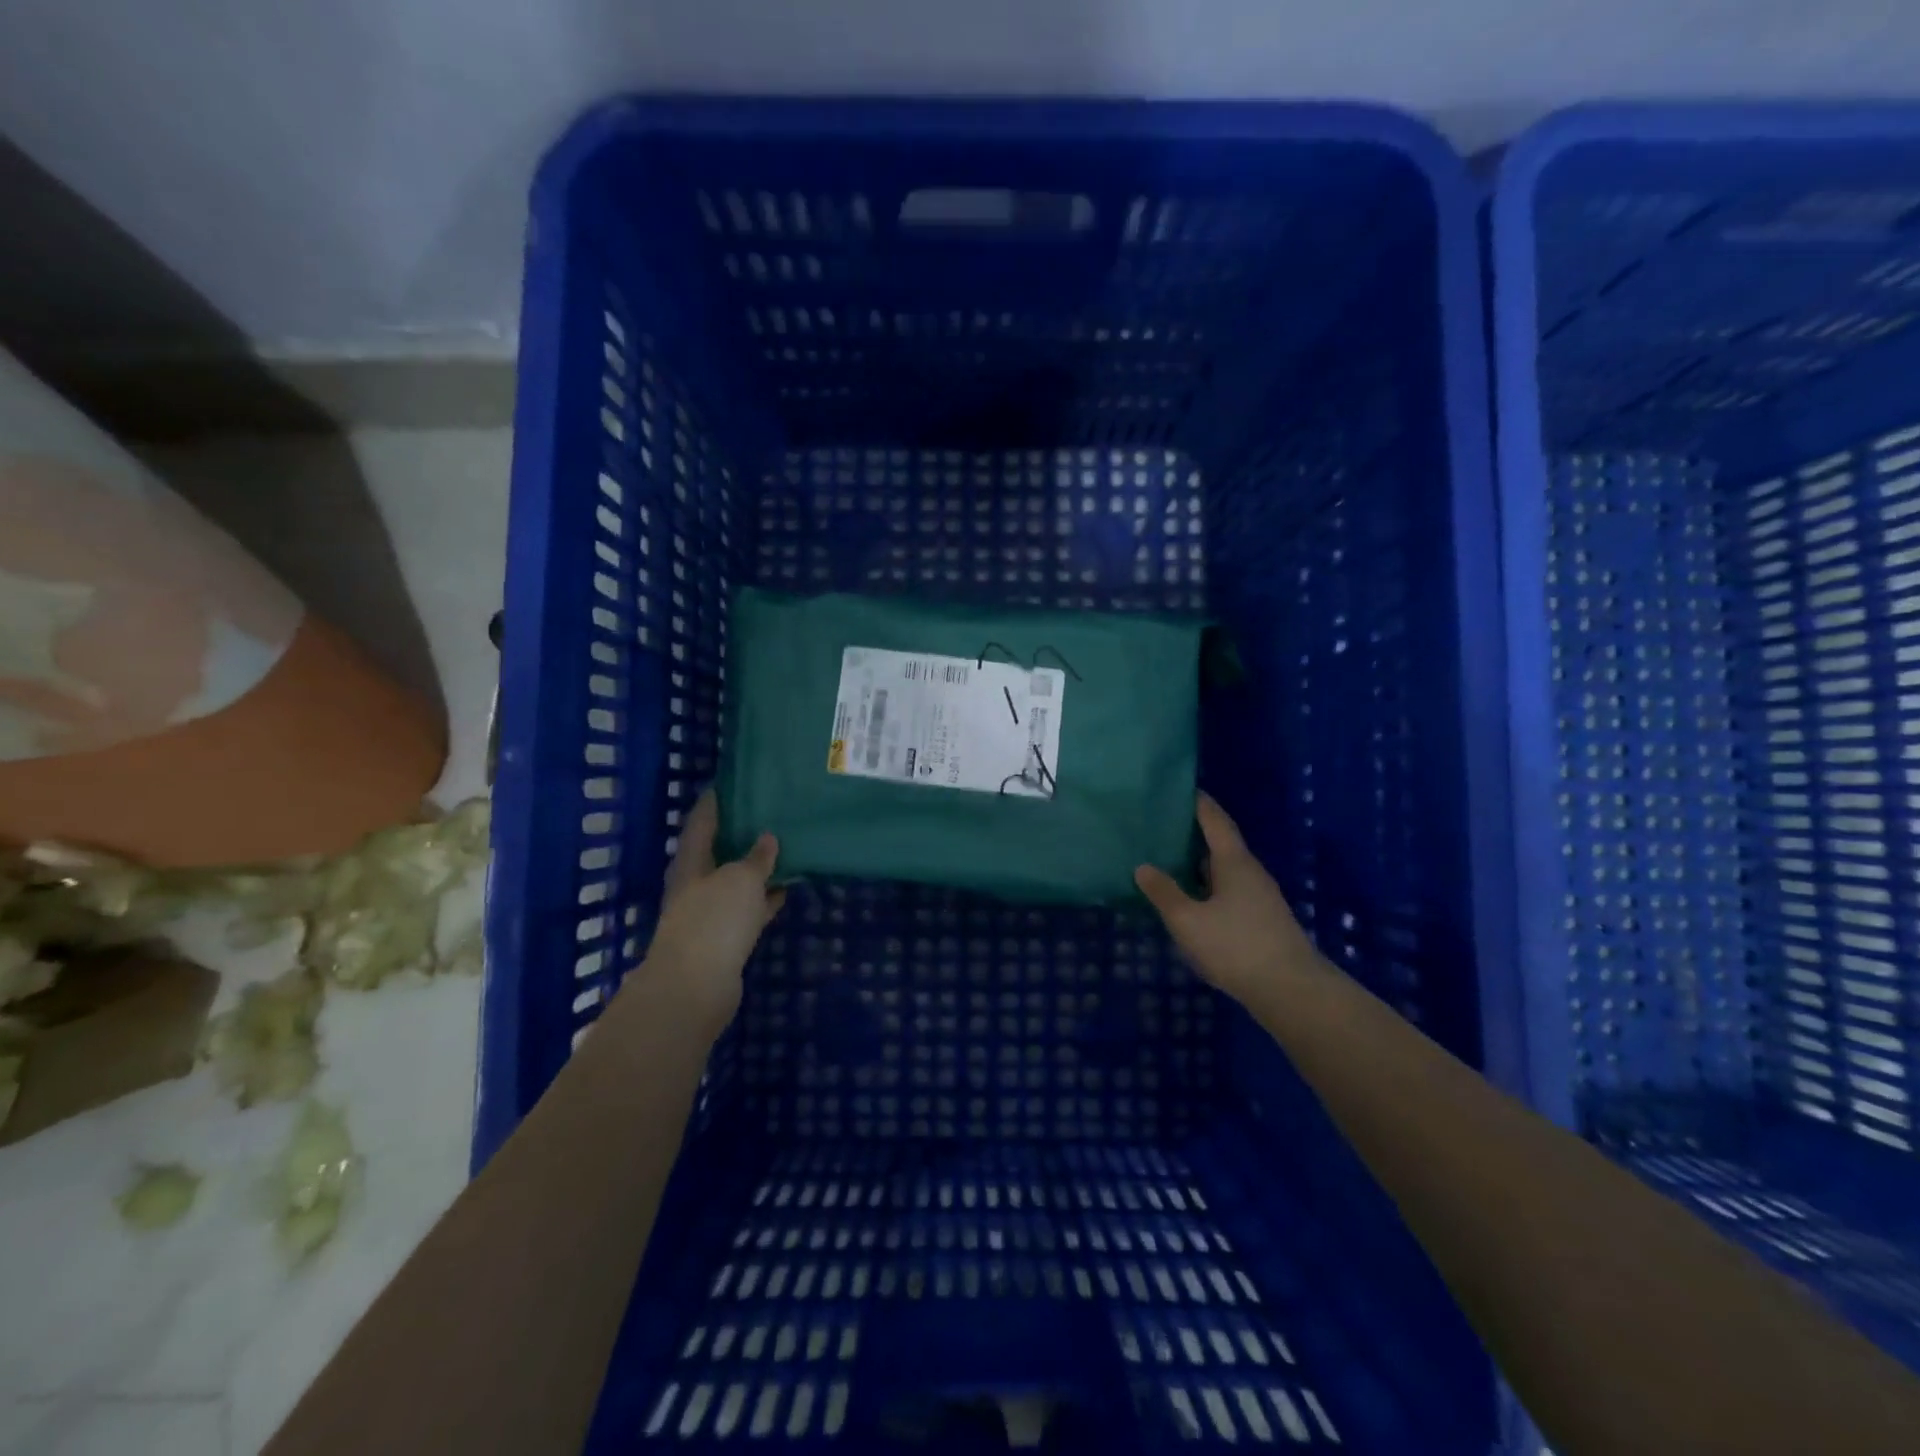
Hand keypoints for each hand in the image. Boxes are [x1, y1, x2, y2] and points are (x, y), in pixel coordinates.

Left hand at [639, 790, 784, 1035]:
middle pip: (717, 851)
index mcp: (691, 862)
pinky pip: (747, 909)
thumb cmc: (714, 922)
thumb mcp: (741, 880)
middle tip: (768, 812)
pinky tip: (786, 889)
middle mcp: (695, 884)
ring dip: (756, 867)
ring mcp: (708, 913)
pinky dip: (764, 898)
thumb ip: (756, 858)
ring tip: (785, 846)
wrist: (696, 988)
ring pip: (735, 881)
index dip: (715, 802)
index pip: (701, 821)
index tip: (731, 783)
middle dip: (739, 834)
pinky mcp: (724, 939)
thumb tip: (767, 838)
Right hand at [1135, 793, 1319, 1003]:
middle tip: (1164, 826)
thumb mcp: (1187, 920)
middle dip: (1195, 833)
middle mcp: (1250, 872)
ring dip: (1201, 863)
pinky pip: (1230, 890)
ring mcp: (1260, 896)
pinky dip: (1209, 885)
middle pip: (1222, 843)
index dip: (1198, 803)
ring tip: (1171, 860)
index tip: (1179, 789)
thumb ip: (1164, 892)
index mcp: (1234, 861)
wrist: (1290, 990)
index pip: (1215, 820)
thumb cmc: (1236, 946)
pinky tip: (1192, 899)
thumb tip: (1143, 867)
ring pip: (1226, 869)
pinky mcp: (1262, 919)